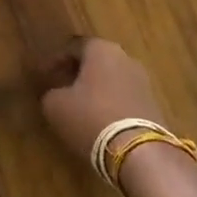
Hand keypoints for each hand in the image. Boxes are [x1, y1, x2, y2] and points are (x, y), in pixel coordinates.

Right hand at [40, 37, 164, 160]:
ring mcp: (143, 81)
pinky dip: (110, 104)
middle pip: (96, 61)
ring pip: (112, 79)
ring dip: (95, 90)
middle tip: (61, 88)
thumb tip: (55, 94)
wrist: (138, 151)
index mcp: (101, 50)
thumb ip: (51, 93)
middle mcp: (125, 58)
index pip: (74, 46)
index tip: (44, 75)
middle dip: (78, 73)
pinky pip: (124, 97)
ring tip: (79, 107)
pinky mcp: (152, 105)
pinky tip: (99, 120)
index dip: (56, 60)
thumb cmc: (90, 117)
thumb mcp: (55, 106)